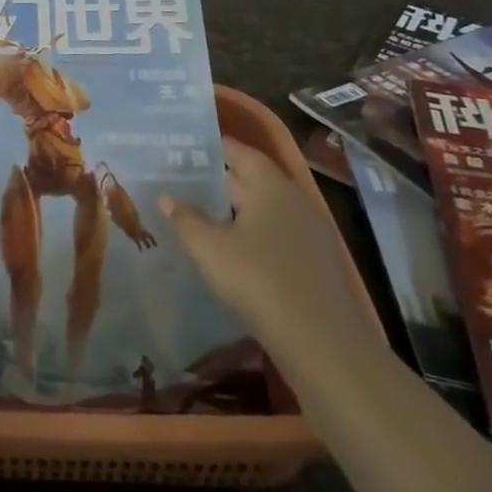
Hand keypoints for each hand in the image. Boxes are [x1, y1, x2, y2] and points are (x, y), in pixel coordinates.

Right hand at [159, 137, 378, 373]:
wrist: (323, 345)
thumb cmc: (259, 281)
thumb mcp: (210, 248)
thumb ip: (186, 219)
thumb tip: (167, 197)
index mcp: (271, 186)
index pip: (240, 152)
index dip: (213, 147)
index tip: (184, 146)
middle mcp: (294, 202)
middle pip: (252, 181)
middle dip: (217, 181)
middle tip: (179, 180)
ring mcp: (309, 236)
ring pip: (263, 212)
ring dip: (233, 212)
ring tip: (196, 215)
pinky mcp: (314, 267)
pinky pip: (275, 238)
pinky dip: (250, 237)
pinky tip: (229, 254)